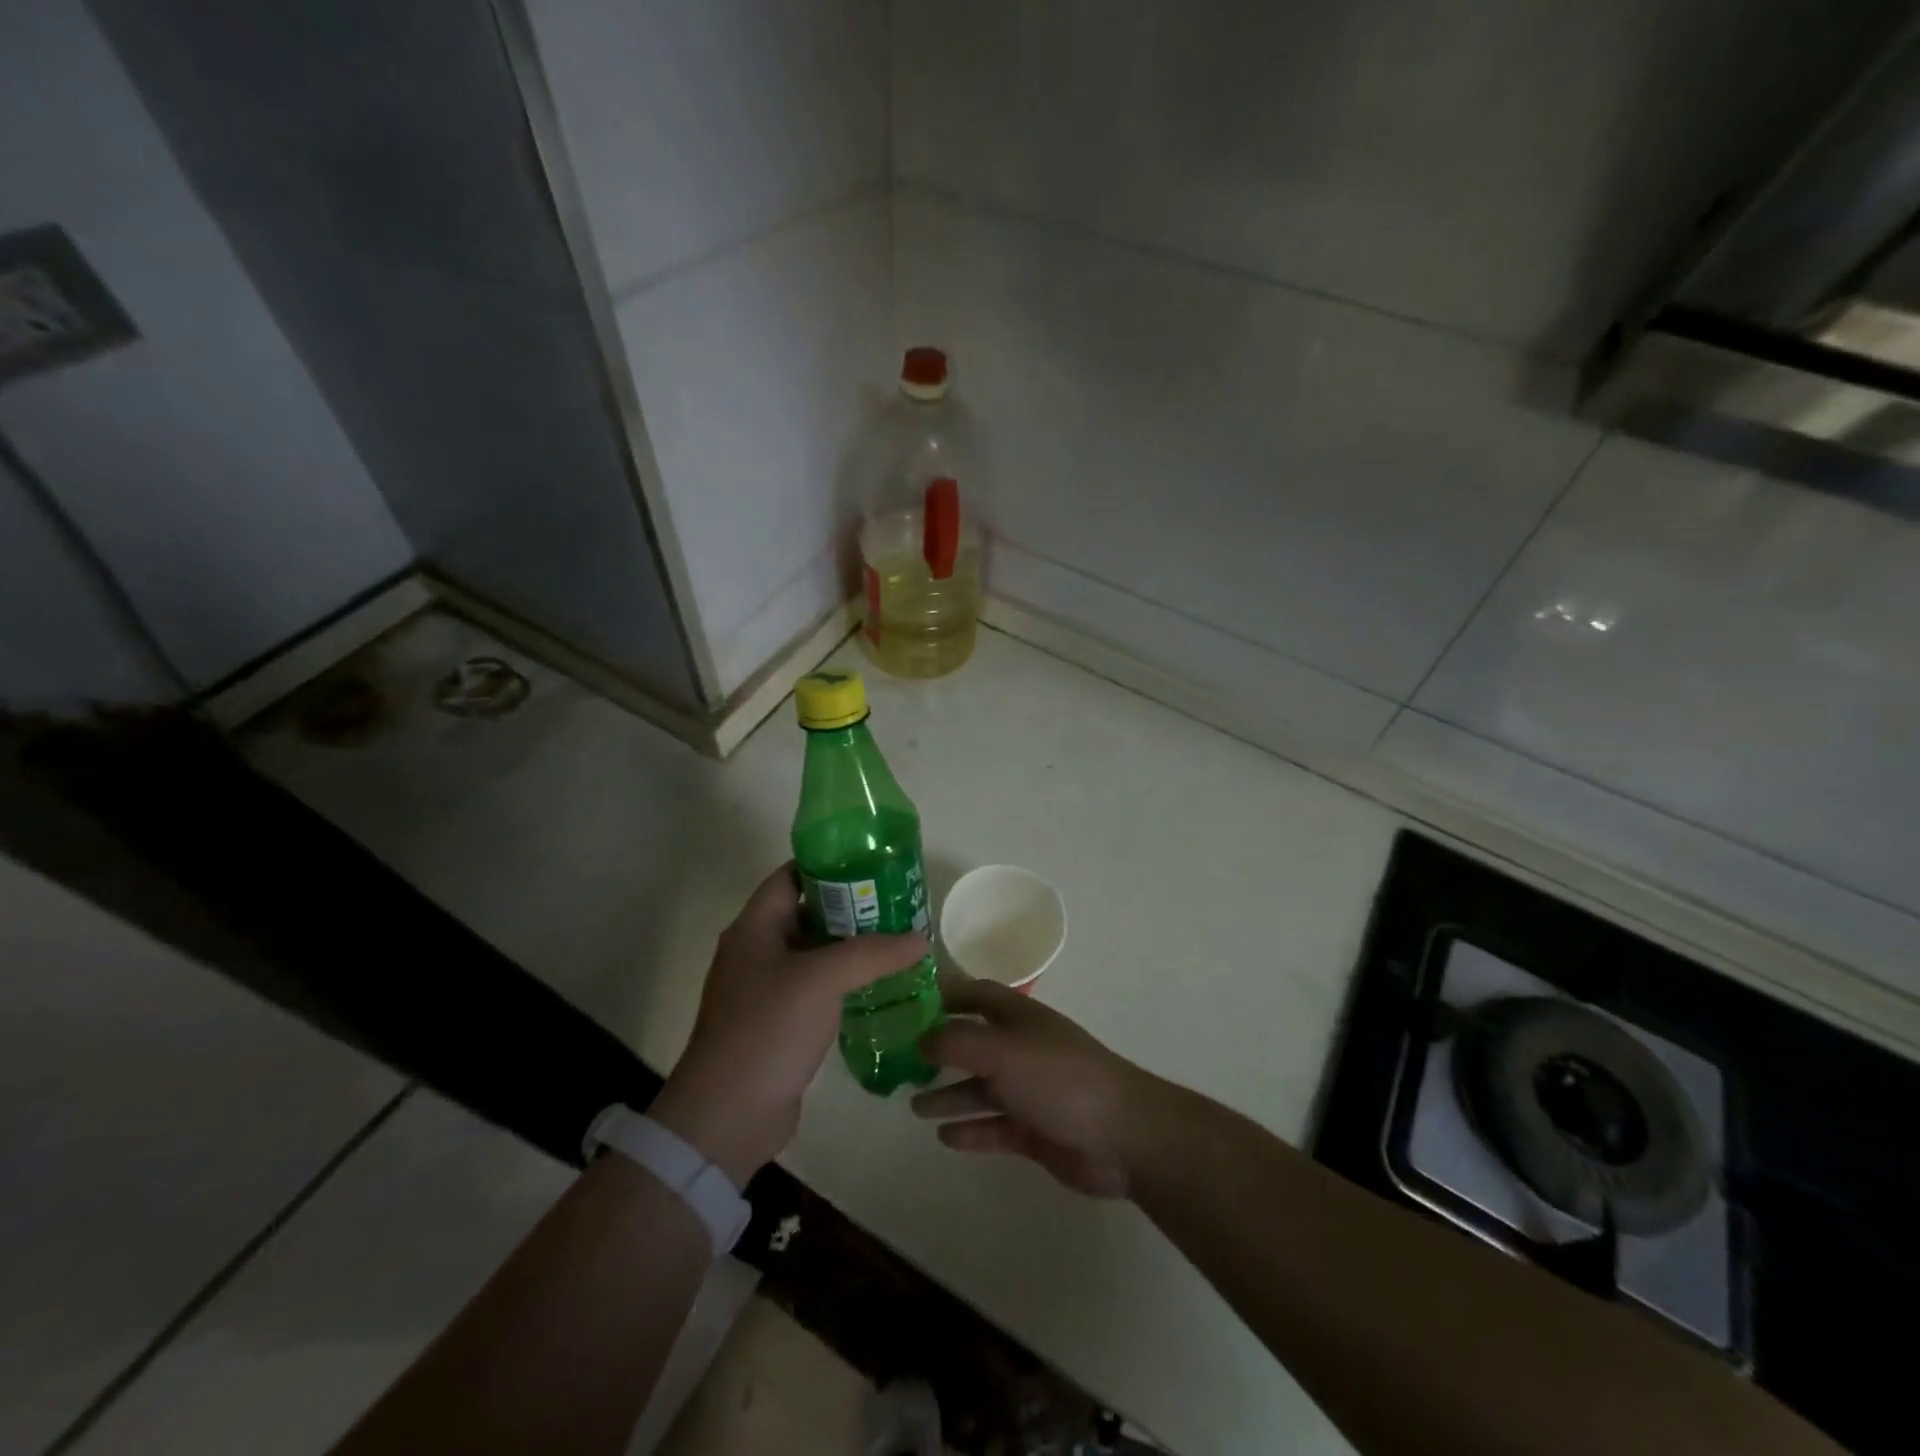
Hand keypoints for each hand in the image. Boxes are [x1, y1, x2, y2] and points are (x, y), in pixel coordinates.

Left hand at [650, 863, 927, 1185]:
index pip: (791, 876)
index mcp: (754, 928)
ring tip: (898, 939)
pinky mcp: (779, 1023)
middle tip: (897, 902)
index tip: (872, 862)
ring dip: (851, 946)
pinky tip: (881, 984)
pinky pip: (817, 988)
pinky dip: (845, 981)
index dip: (828, 863)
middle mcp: (757, 951)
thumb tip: (920, 938)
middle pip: (807, 912)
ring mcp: (766, 990)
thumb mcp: (821, 980)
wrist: (727, 1116)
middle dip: (851, 905)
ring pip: (815, 952)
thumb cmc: (767, 1030)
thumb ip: (872, 953)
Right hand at [912, 973, 1158, 1198]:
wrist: (1121, 1136)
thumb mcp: (1001, 1051)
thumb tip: (920, 1037)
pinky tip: (944, 1138)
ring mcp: (1029, 1091)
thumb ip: (956, 1042)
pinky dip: (970, 1131)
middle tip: (901, 1063)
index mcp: (1018, 1018)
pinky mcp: (1035, 1130)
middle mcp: (1022, 1049)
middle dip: (939, 1052)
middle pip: (973, 1045)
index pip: (977, 995)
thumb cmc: (1058, 1078)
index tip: (908, 1002)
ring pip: (980, 1090)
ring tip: (912, 1107)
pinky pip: (993, 1128)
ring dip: (949, 1096)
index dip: (946, 995)